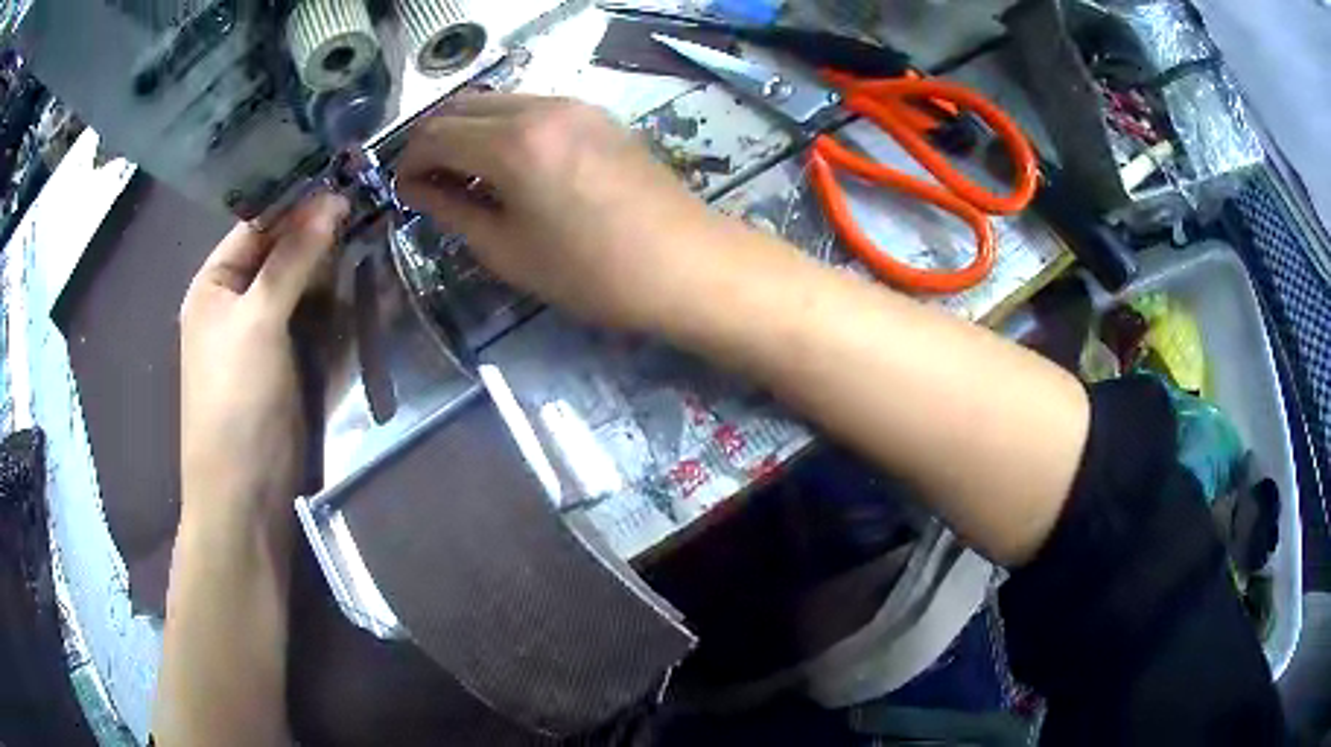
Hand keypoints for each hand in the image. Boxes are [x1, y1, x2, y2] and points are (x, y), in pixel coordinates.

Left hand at [179, 193, 347, 522]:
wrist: (245, 492)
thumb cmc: (235, 399)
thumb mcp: (258, 320)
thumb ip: (294, 258)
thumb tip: (334, 199)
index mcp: (215, 283)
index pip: (258, 222)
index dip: (298, 196)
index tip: (347, 169)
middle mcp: (238, 300)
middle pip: (281, 249)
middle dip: (320, 227)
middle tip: (371, 194)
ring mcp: (266, 331)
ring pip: (303, 281)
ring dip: (333, 260)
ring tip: (377, 225)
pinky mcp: (291, 359)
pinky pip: (315, 315)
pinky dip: (338, 297)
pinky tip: (367, 275)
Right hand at [396, 94, 735, 330]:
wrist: (685, 264)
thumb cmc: (593, 273)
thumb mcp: (508, 251)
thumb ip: (453, 210)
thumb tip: (418, 189)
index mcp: (513, 142)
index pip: (434, 134)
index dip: (408, 161)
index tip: (402, 191)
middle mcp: (540, 107)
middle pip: (460, 107)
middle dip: (432, 141)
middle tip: (426, 183)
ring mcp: (573, 104)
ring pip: (495, 102)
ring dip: (466, 131)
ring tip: (463, 177)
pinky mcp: (595, 113)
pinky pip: (529, 107)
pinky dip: (501, 128)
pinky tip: (504, 165)